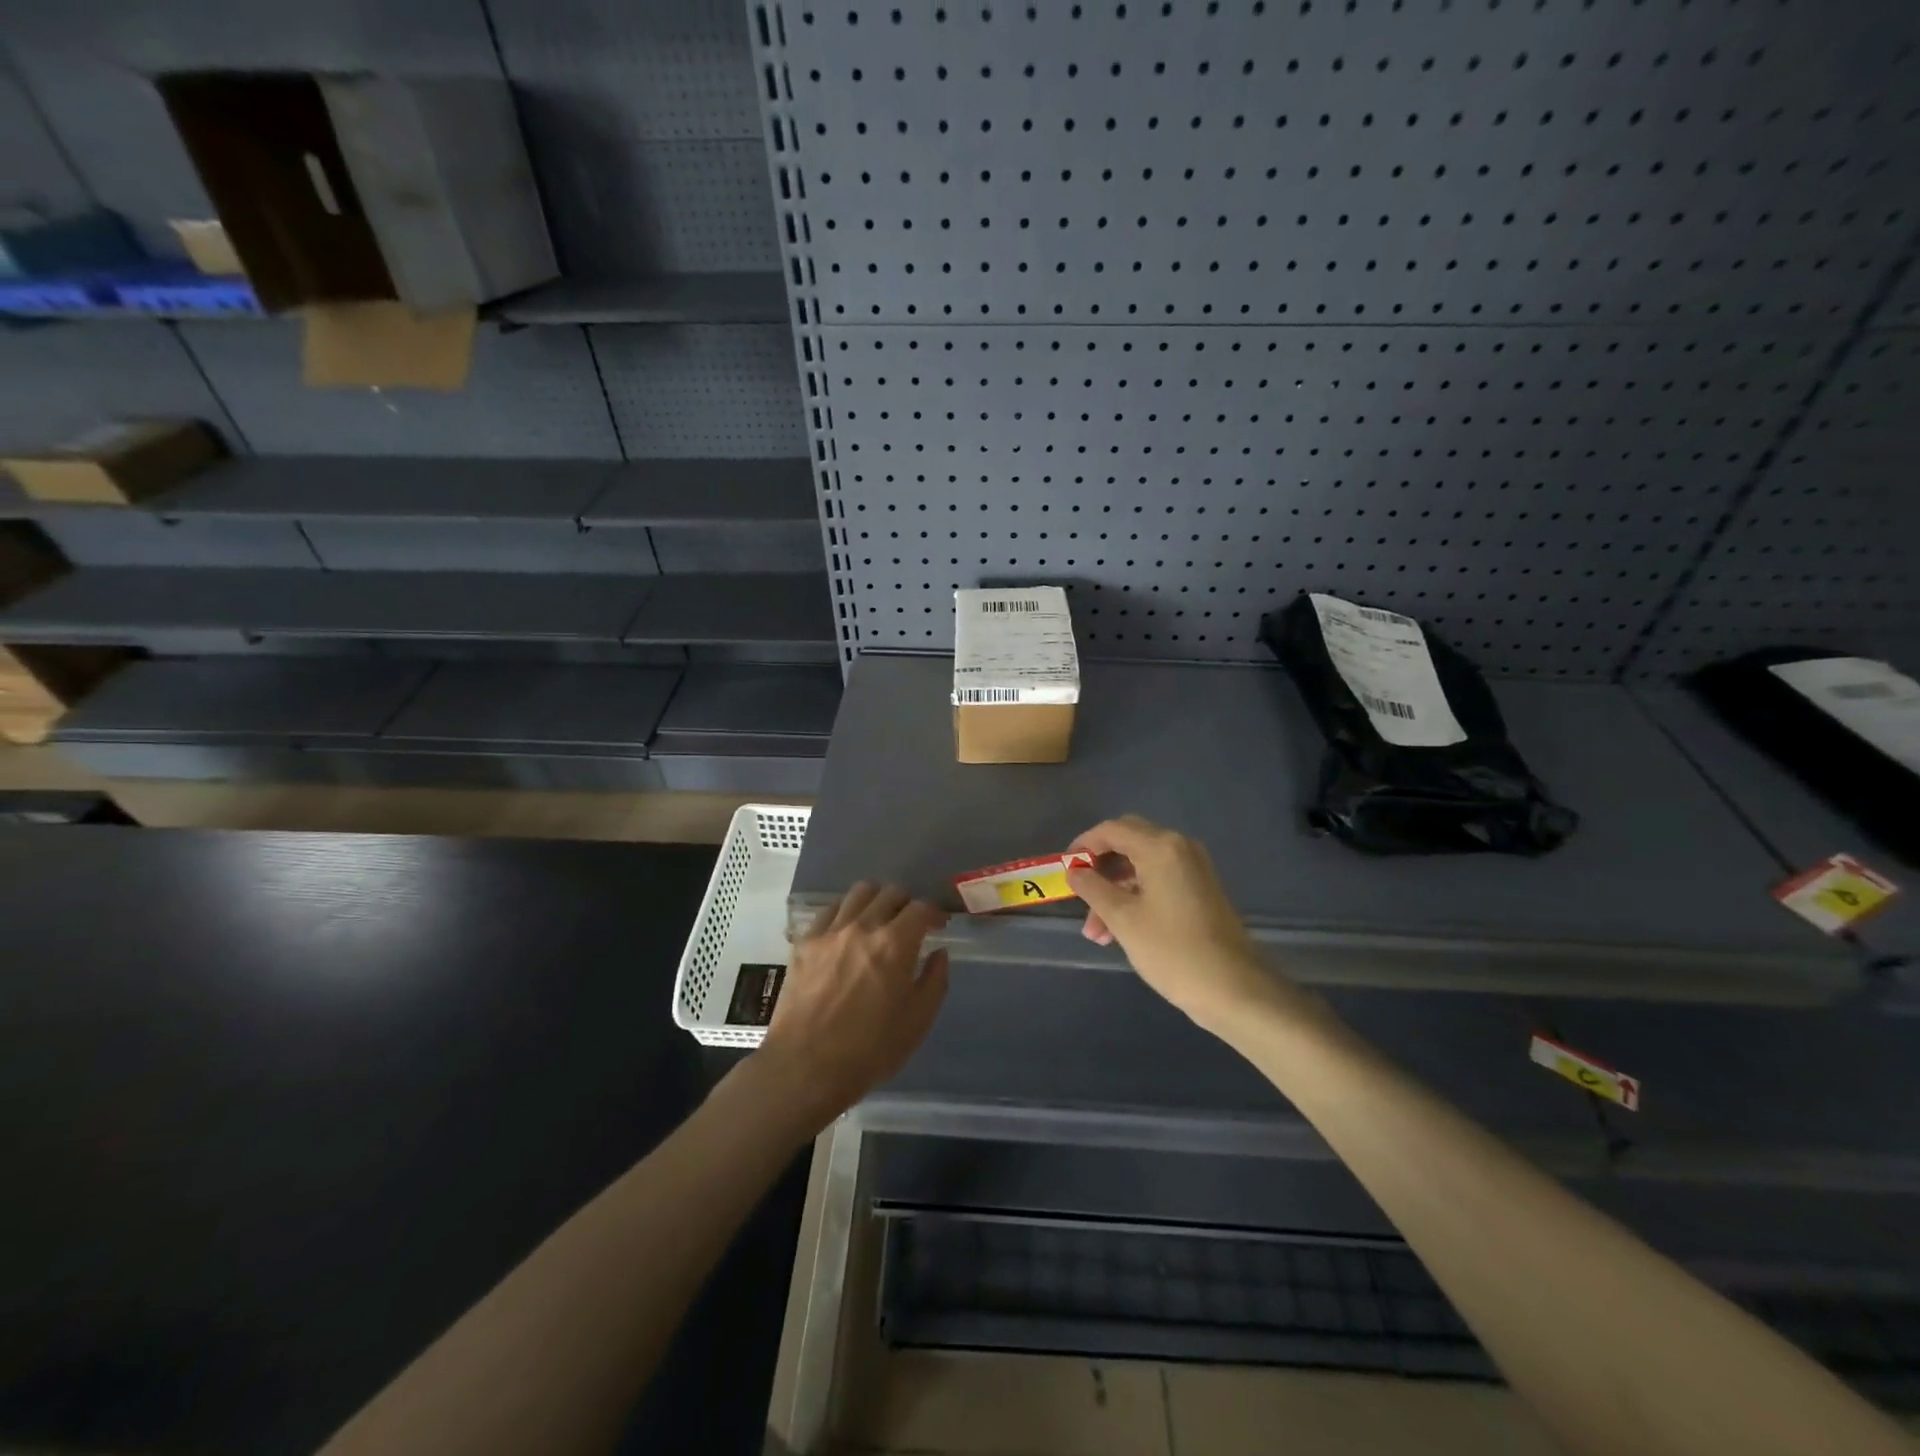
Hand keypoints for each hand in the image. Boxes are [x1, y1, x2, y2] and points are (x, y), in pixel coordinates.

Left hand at [753, 883, 949, 1127]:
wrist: (805, 1067)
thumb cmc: (869, 1050)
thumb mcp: (917, 1022)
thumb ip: (934, 981)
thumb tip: (938, 953)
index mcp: (895, 944)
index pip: (921, 908)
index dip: (934, 913)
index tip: (938, 926)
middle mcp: (863, 926)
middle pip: (890, 893)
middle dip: (907, 904)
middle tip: (910, 924)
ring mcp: (830, 931)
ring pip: (859, 892)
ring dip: (876, 900)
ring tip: (879, 919)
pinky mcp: (805, 941)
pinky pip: (830, 909)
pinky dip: (846, 911)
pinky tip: (847, 930)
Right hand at [1066, 815, 1278, 1031]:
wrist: (1234, 989)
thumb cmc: (1172, 950)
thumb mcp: (1123, 919)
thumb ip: (1093, 888)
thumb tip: (1074, 871)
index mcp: (1161, 847)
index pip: (1112, 830)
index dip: (1083, 845)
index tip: (1064, 868)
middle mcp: (1179, 848)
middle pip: (1128, 842)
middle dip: (1100, 867)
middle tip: (1079, 892)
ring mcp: (1193, 869)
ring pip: (1141, 866)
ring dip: (1115, 890)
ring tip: (1095, 932)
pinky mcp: (1200, 890)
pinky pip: (1158, 881)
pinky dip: (1135, 897)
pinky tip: (1119, 931)